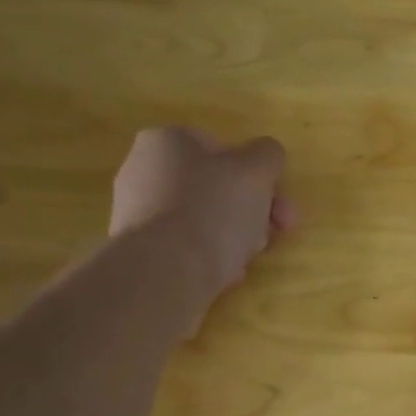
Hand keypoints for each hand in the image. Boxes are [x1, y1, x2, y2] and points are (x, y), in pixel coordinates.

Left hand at [109, 127, 293, 309]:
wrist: (165, 272)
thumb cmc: (212, 209)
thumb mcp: (256, 171)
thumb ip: (268, 155)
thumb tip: (266, 156)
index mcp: (166, 141)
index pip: (223, 150)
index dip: (257, 177)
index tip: (278, 206)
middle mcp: (143, 171)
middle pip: (215, 188)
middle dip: (251, 211)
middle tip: (273, 233)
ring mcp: (137, 214)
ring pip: (204, 220)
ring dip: (234, 237)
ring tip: (246, 259)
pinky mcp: (140, 252)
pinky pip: (187, 248)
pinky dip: (210, 257)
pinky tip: (224, 274)